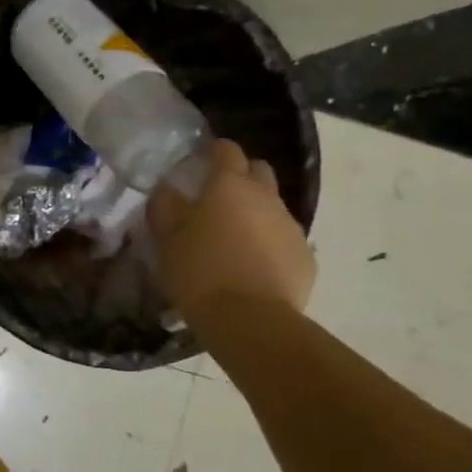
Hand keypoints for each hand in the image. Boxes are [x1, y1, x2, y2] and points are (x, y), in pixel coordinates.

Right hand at [148, 140, 314, 318]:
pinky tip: (252, 267)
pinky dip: (269, 244)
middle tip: (218, 198)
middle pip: (259, 170)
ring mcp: (291, 227)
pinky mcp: (306, 258)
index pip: (226, 150)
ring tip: (233, 239)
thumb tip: (168, 190)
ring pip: (273, 207)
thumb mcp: (166, 239)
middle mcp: (266, 197)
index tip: (200, 159)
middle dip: (241, 176)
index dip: (213, 150)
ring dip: (255, 213)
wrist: (250, 321)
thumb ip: (165, 206)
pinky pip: (285, 240)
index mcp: (230, 185)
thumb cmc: (200, 271)